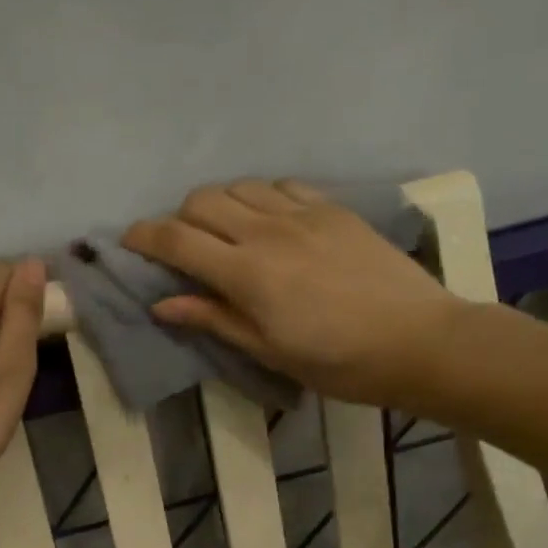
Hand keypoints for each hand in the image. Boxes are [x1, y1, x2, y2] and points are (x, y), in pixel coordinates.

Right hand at [122, 180, 465, 407]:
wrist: (419, 341)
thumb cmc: (337, 361)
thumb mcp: (267, 351)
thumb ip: (213, 319)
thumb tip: (162, 304)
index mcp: (246, 272)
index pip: (176, 239)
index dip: (143, 237)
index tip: (128, 243)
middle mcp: (267, 231)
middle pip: (201, 201)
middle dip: (178, 219)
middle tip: (183, 249)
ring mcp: (303, 214)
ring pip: (239, 186)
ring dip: (218, 205)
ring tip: (225, 234)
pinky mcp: (333, 209)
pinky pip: (281, 186)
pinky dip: (260, 197)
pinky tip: (269, 222)